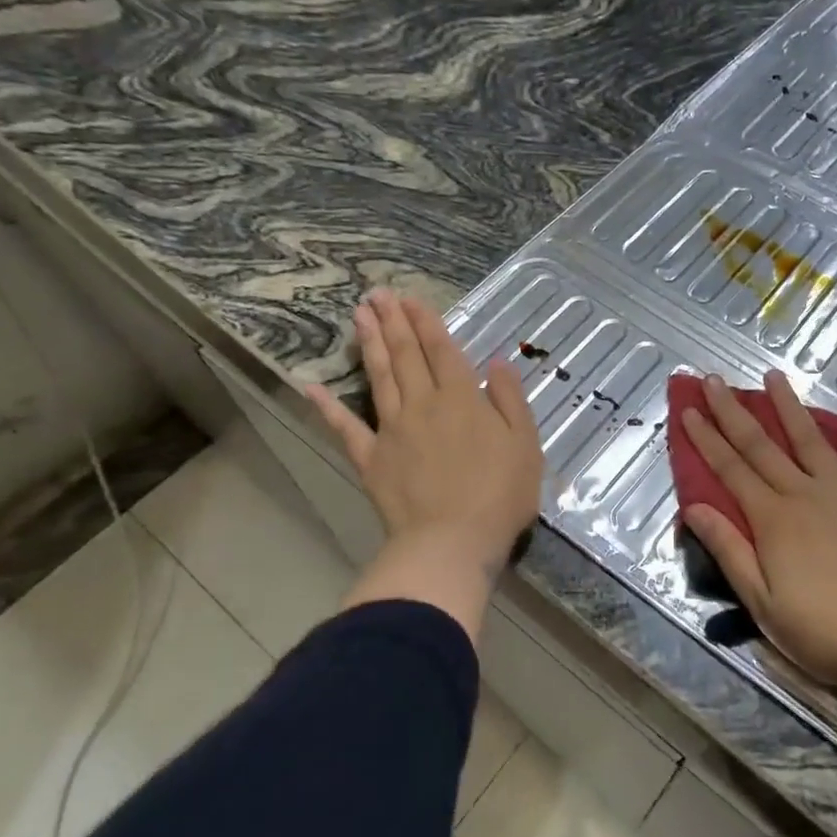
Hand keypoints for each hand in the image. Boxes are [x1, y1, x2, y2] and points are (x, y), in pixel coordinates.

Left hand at [307, 290, 543, 576]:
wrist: (452, 542)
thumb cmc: (499, 495)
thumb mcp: (525, 444)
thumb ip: (510, 399)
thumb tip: (497, 362)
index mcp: (462, 399)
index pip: (443, 351)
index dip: (428, 323)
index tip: (412, 299)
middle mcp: (424, 404)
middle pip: (407, 356)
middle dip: (394, 322)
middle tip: (378, 294)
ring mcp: (392, 430)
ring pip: (379, 378)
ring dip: (370, 345)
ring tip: (359, 316)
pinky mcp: (371, 459)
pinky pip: (346, 429)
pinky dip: (327, 408)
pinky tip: (312, 386)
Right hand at [681, 371, 836, 705]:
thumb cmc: (827, 632)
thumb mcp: (764, 604)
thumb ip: (730, 550)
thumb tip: (694, 507)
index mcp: (774, 519)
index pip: (730, 469)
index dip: (706, 438)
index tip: (688, 409)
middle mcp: (806, 493)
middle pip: (762, 445)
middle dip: (733, 411)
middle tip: (713, 379)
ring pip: (812, 439)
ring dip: (789, 406)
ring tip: (773, 375)